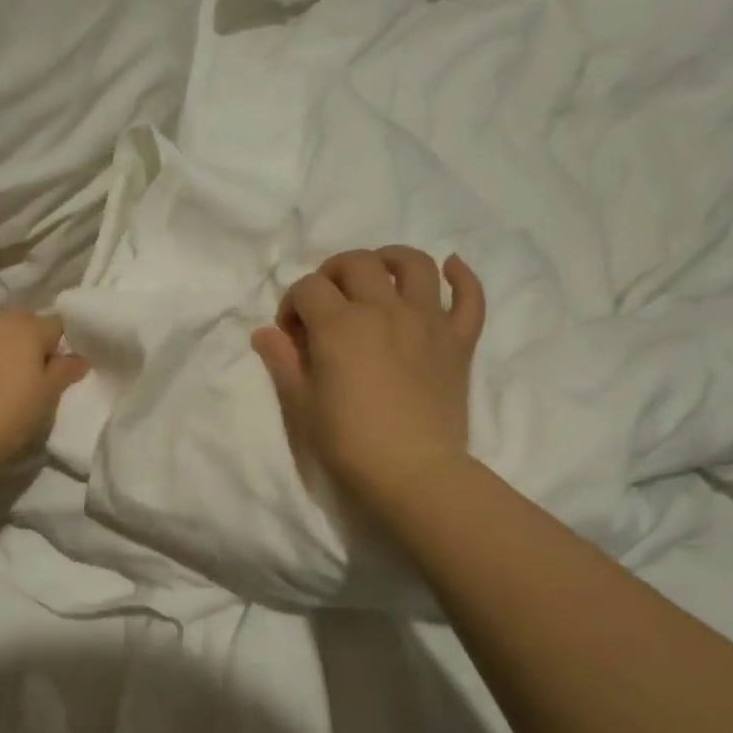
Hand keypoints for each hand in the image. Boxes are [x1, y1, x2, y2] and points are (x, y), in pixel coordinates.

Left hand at [0, 310, 89, 475]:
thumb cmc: (6, 415)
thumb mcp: (46, 398)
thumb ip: (64, 372)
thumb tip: (79, 358)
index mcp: (28, 326)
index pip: (57, 326)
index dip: (60, 349)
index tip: (57, 375)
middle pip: (22, 325)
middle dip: (29, 346)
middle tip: (30, 381)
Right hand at [252, 247, 485, 520]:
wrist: (413, 473)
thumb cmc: (349, 443)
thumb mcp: (302, 405)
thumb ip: (283, 361)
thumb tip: (263, 333)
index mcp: (340, 325)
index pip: (308, 287)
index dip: (292, 304)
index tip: (291, 334)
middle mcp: (383, 310)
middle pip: (356, 263)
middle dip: (332, 273)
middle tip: (327, 301)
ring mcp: (427, 321)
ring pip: (413, 264)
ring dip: (391, 258)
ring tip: (379, 272)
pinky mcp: (459, 340)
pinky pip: (469, 297)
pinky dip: (462, 276)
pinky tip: (451, 267)